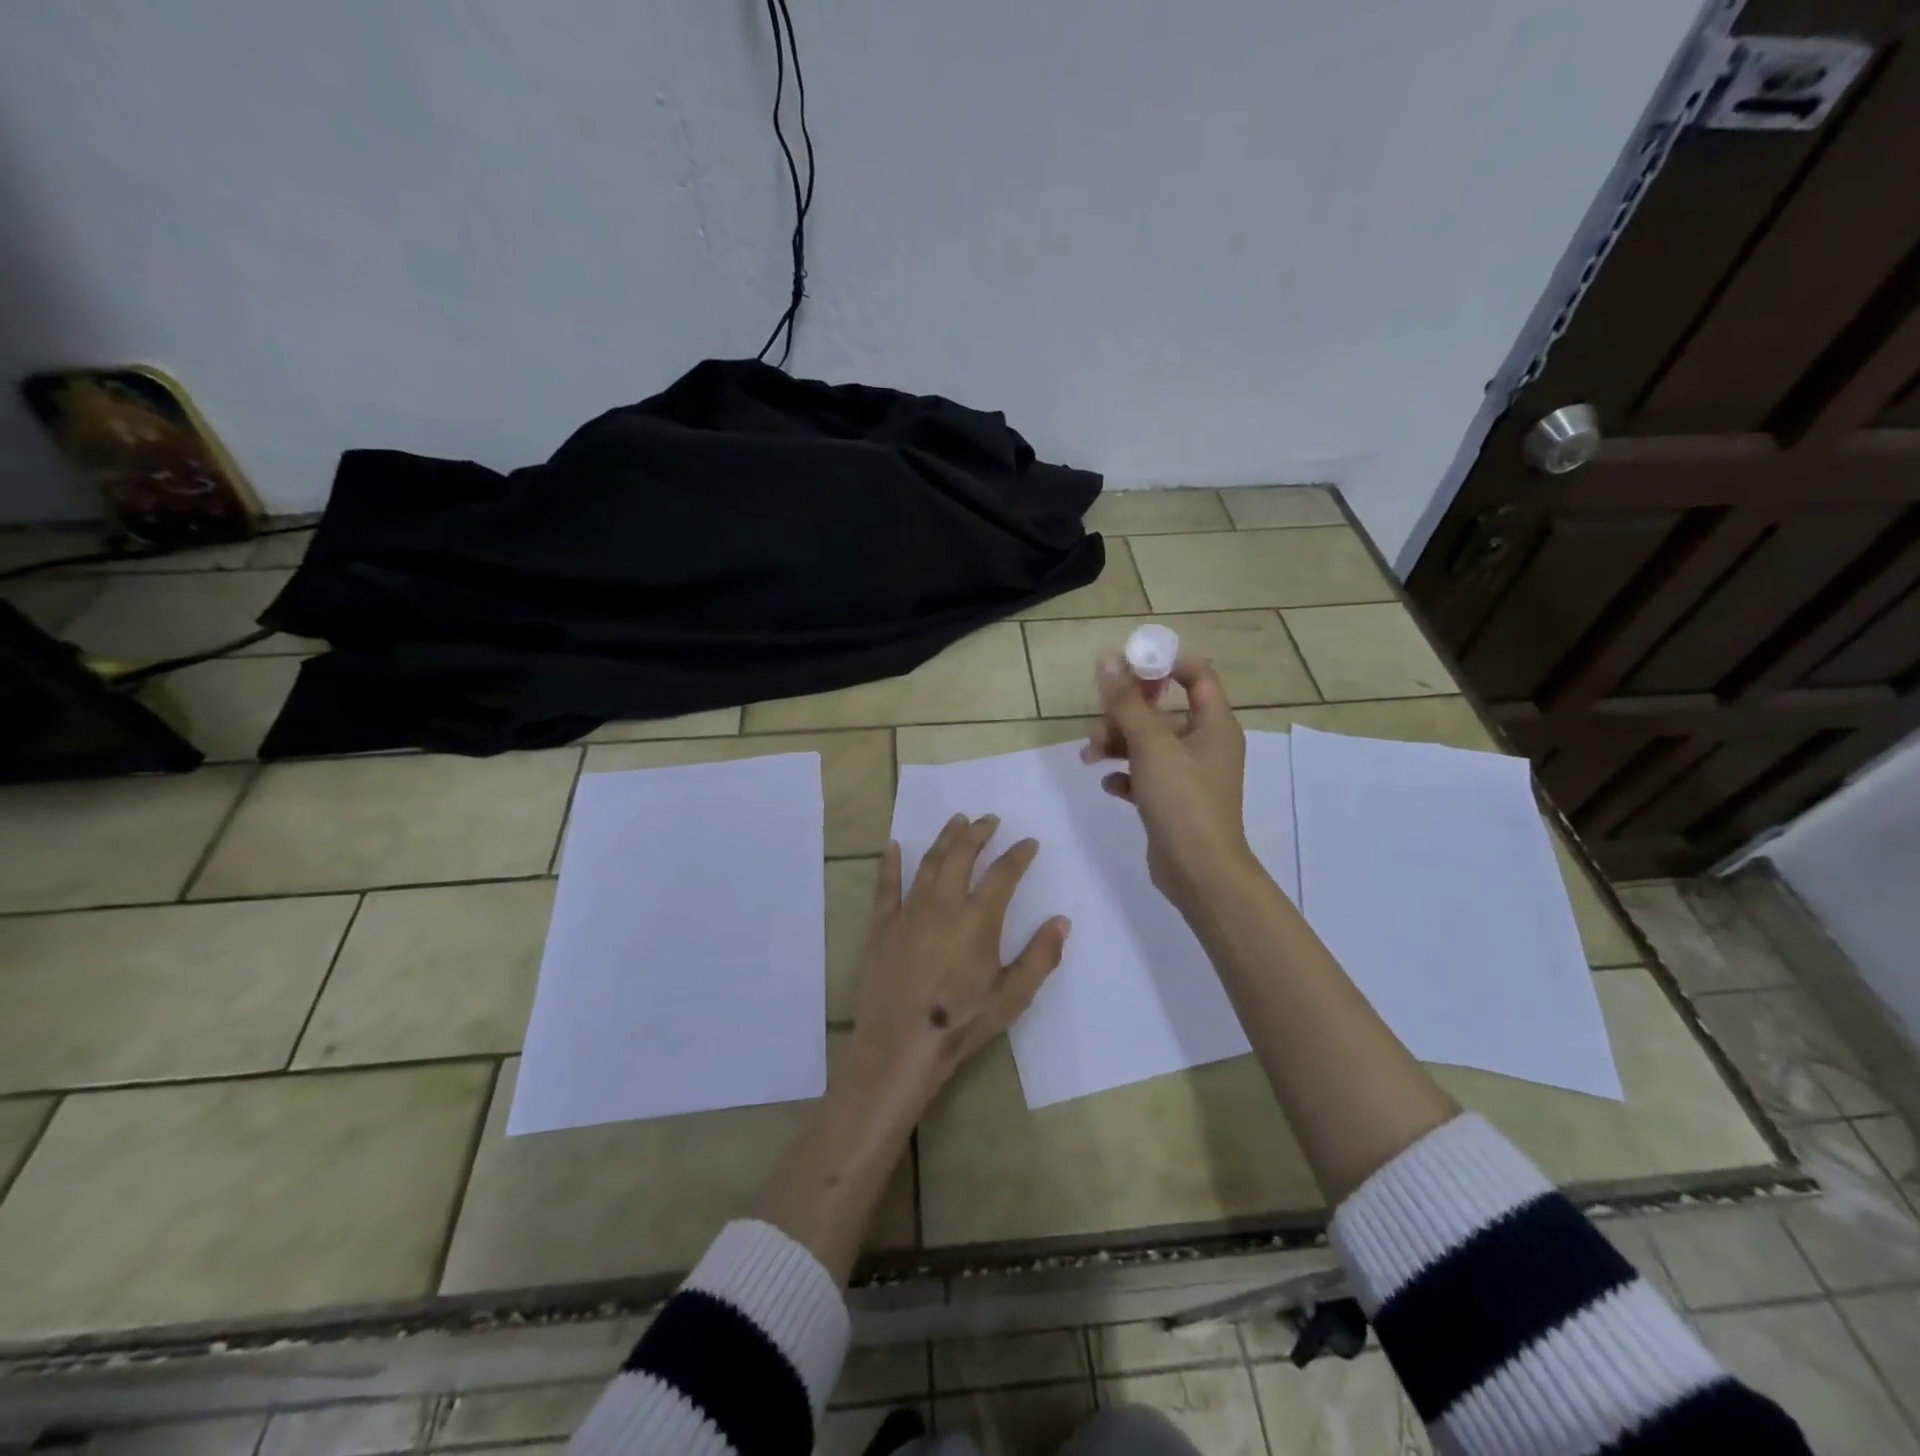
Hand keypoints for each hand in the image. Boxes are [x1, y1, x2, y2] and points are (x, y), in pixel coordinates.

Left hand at [839, 814, 1070, 1125]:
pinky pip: (887, 885)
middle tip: (990, 819)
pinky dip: (891, 863)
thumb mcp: (1012, 997)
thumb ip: (1040, 957)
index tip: (1029, 842)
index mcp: (978, 919)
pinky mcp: (883, 925)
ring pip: (929, 862)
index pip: (1004, 873)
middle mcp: (943, 904)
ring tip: (957, 821)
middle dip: (979, 832)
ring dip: (945, 838)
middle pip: (962, 855)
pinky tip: (895, 845)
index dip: (1019, 854)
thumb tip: (1061, 921)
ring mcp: (909, 911)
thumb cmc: (961, 1022)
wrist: (900, 1046)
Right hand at [1083, 652, 1256, 915]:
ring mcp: (1190, 775)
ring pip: (1149, 744)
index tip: (1127, 668)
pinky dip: (1126, 774)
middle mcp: (1205, 745)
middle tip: (1099, 722)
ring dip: (1118, 743)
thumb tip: (1108, 659)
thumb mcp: (1151, 744)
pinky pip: (1145, 775)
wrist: (1198, 871)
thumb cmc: (1182, 799)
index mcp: (1214, 725)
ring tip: (1090, 756)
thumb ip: (1126, 702)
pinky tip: (1109, 783)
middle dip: (1126, 713)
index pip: (1197, 676)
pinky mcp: (1173, 801)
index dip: (1164, 665)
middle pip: (1163, 712)